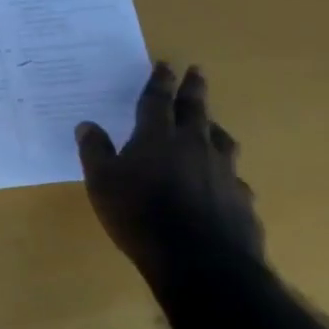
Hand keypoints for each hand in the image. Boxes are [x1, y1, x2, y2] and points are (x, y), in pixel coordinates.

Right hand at [75, 63, 262, 282]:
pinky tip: (223, 182)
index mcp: (157, 137)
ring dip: (214, 127)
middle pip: (195, 110)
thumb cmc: (141, 216)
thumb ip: (95, 151)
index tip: (166, 64)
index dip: (160, 81)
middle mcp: (194, 145)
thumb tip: (87, 125)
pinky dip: (225, 172)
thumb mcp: (102, 183)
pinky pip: (233, 177)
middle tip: (197, 71)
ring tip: (212, 123)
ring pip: (221, 140)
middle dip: (194, 89)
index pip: (158, 100)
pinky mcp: (241, 200)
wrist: (202, 264)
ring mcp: (223, 172)